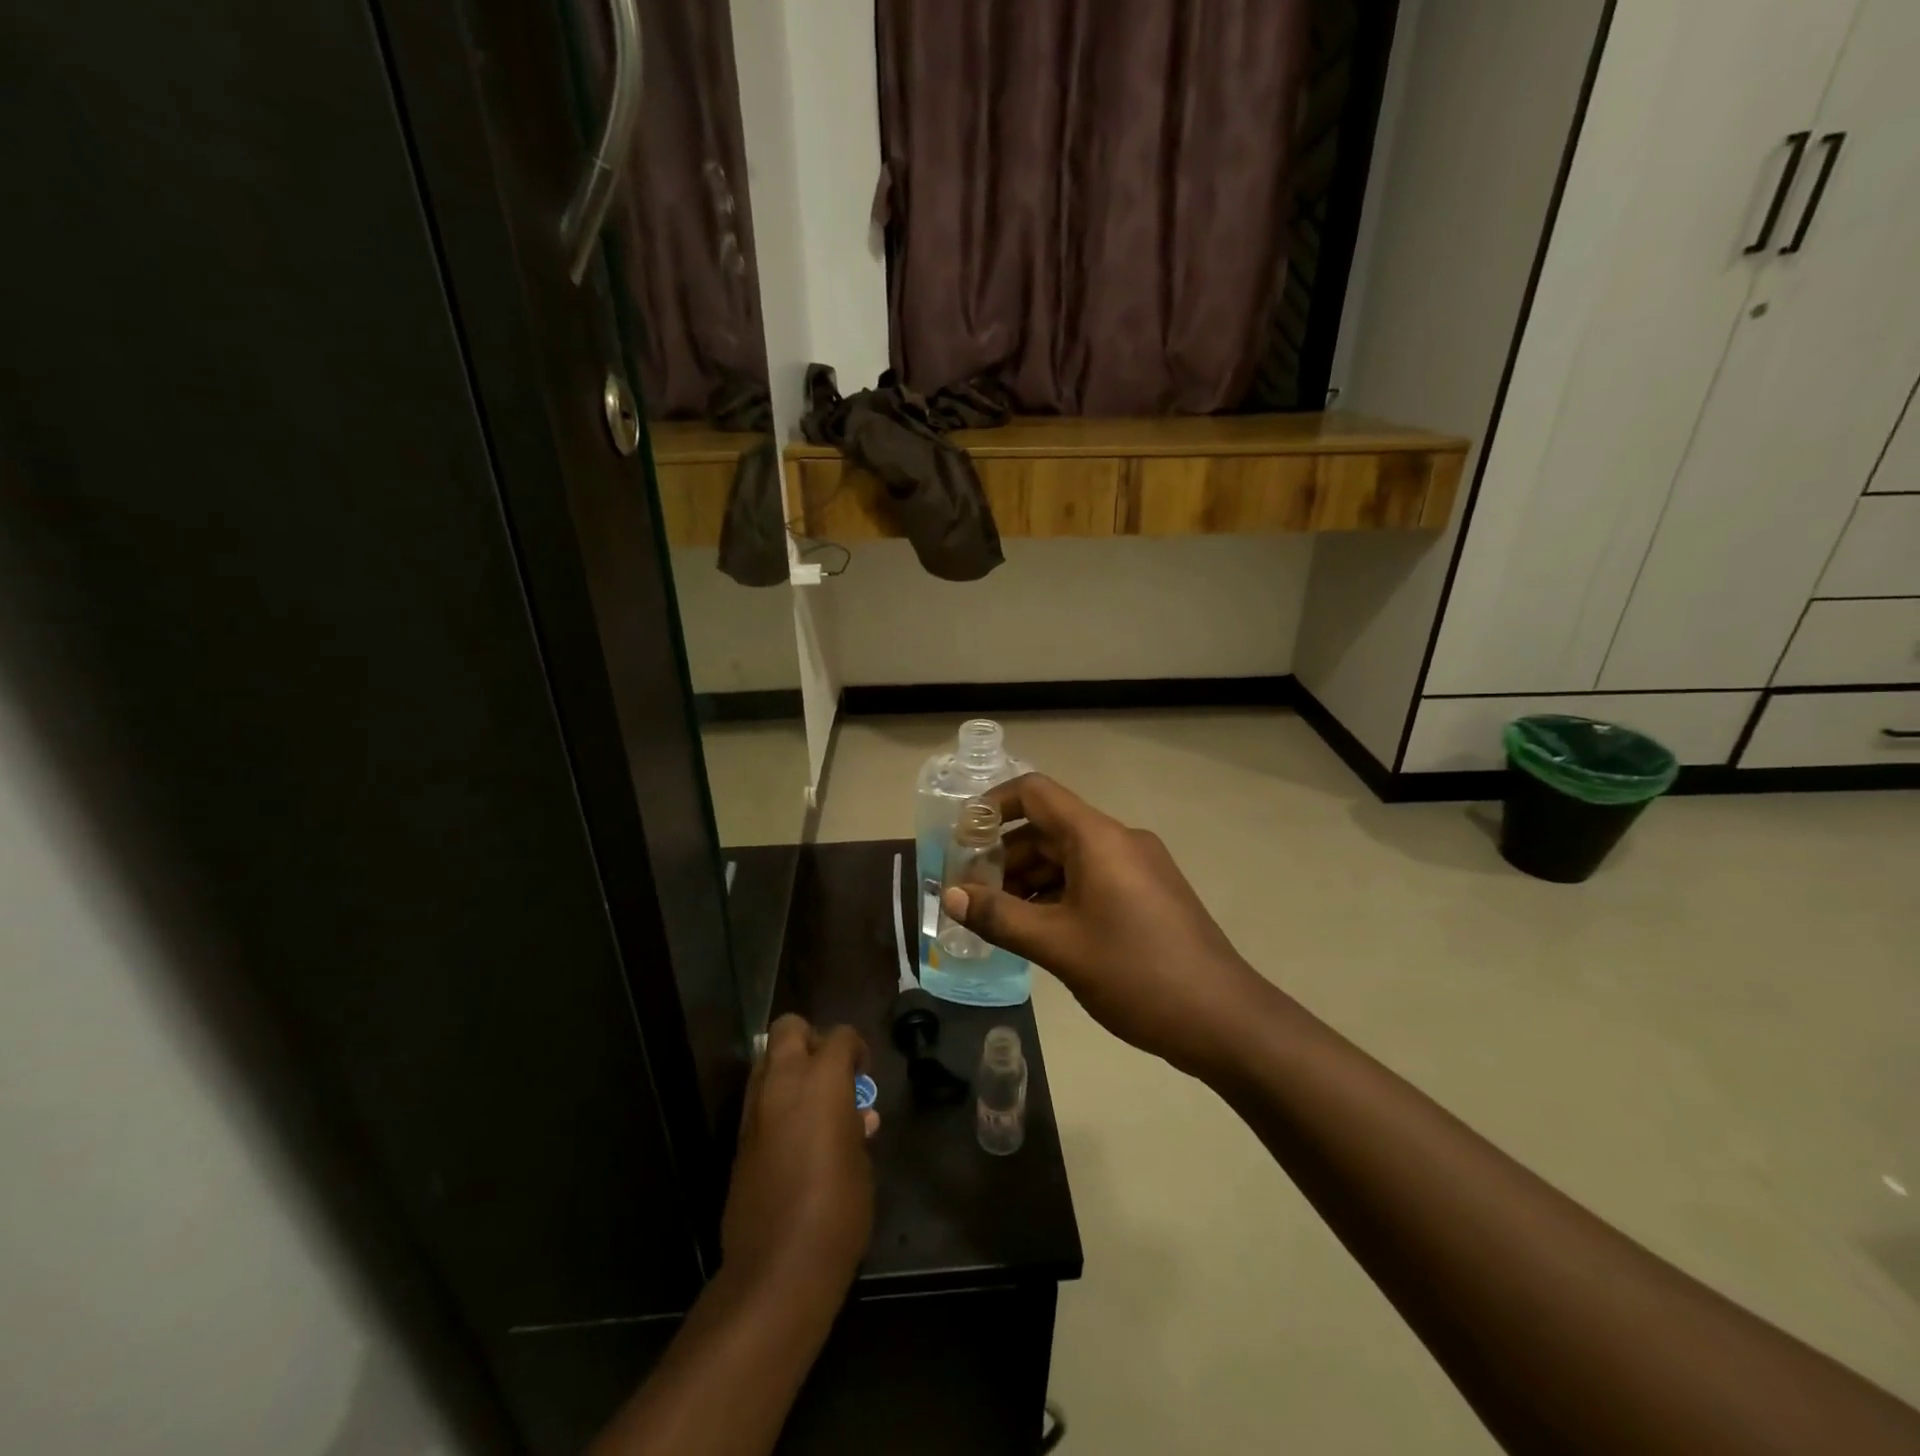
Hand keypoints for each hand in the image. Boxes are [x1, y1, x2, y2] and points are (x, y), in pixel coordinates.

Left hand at [722, 1016, 876, 1307]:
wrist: (778, 1268)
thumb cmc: (838, 1210)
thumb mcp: (862, 1162)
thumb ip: (857, 1127)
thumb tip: (859, 1115)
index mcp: (822, 1080)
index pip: (840, 1036)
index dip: (856, 1049)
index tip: (864, 1075)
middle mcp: (783, 1082)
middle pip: (789, 1028)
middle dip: (811, 1039)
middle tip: (831, 1073)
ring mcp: (755, 1109)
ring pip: (767, 1061)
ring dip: (789, 1069)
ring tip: (814, 1104)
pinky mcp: (739, 1139)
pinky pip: (759, 1099)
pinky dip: (776, 1101)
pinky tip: (796, 1135)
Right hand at [941, 774, 1270, 1074]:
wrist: (1224, 1020)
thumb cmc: (1136, 973)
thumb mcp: (1059, 946)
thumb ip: (1000, 917)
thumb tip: (951, 896)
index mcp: (1098, 837)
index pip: (1034, 793)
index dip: (992, 806)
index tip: (961, 839)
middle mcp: (1119, 840)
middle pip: (1048, 827)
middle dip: (1004, 855)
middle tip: (970, 893)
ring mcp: (1137, 868)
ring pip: (1069, 857)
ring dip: (1029, 879)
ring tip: (997, 917)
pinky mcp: (1148, 894)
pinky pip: (1091, 879)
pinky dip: (1058, 894)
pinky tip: (1037, 929)